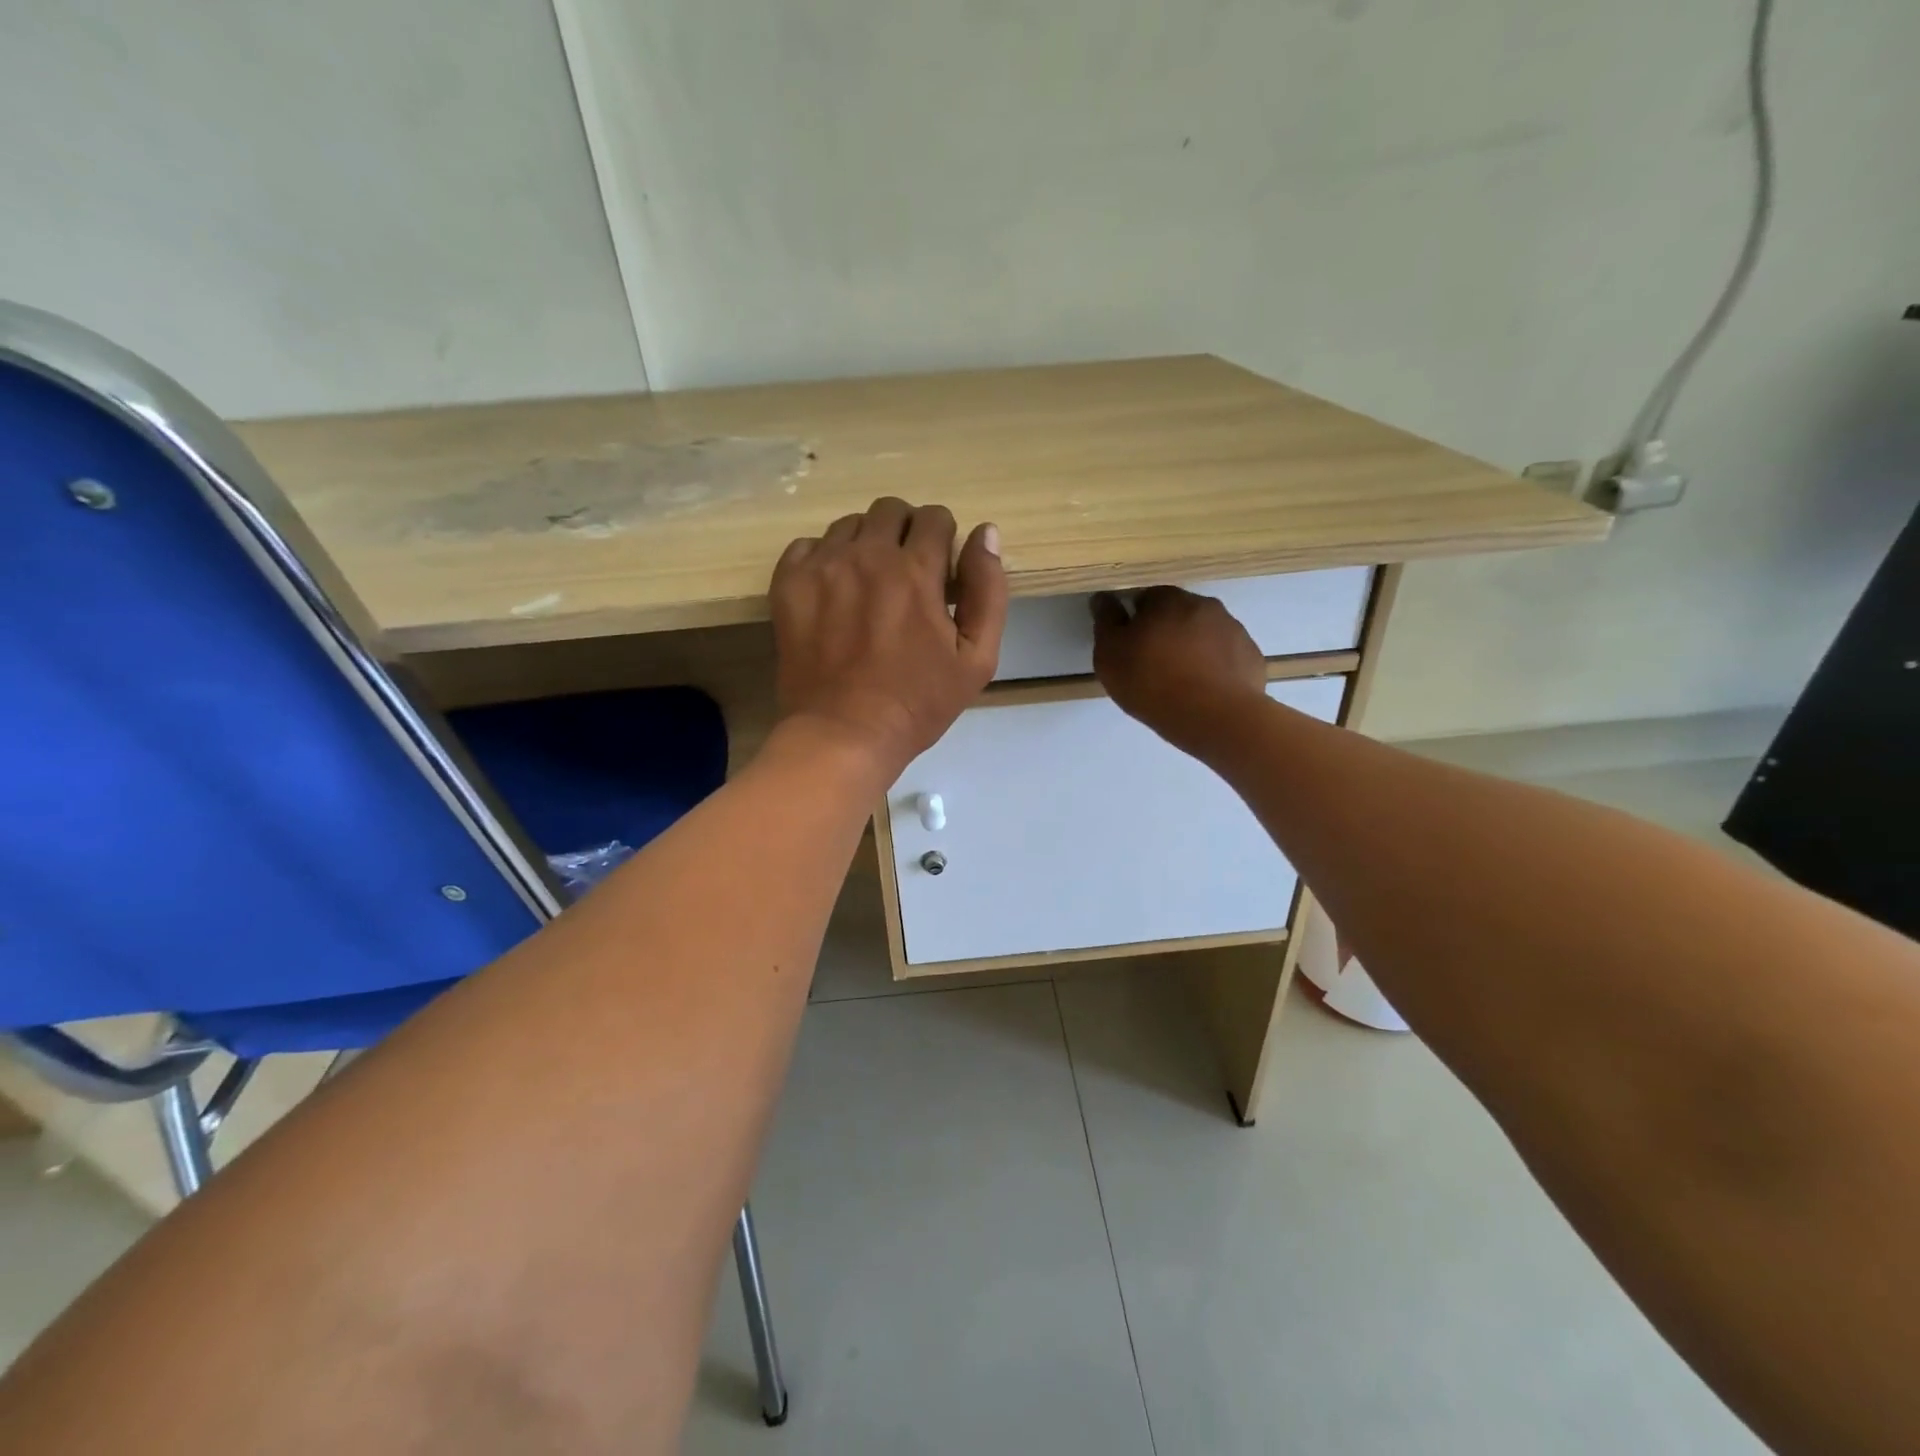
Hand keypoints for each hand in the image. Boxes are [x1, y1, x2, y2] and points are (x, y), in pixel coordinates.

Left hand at [770, 498, 1006, 777]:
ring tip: (869, 585)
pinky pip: (807, 545)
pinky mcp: (789, 584)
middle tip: (907, 574)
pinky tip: (834, 591)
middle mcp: (867, 555)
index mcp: (915, 571)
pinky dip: (825, 558)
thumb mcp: (976, 659)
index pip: (935, 518)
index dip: (943, 542)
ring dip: (867, 544)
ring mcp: (822, 567)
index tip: (939, 574)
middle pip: (891, 510)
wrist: (843, 735)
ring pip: (850, 525)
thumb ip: (987, 591)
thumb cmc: (917, 703)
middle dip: (906, 533)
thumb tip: (985, 532)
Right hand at [1092, 586, 1266, 755]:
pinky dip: (1216, 667)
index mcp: (1167, 599)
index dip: (1136, 620)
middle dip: (1167, 632)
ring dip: (1193, 649)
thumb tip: (1104, 598)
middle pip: (1179, 613)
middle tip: (1153, 665)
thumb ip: (1106, 622)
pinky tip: (1205, 692)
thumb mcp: (1110, 655)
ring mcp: (1234, 630)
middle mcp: (1204, 605)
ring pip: (1205, 633)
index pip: (1147, 598)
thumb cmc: (1151, 682)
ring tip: (1182, 682)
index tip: (1130, 646)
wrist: (1214, 717)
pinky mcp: (1251, 657)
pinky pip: (1227, 656)